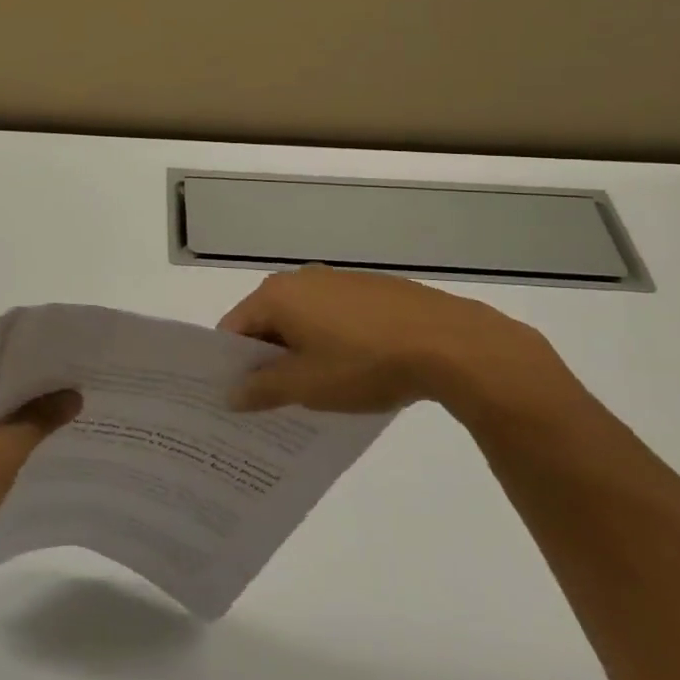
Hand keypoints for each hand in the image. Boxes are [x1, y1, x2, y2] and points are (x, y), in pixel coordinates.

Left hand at [0, 368, 80, 568]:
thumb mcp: (5, 452)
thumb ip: (40, 419)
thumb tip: (73, 394)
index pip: (16, 371)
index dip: (49, 379)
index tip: (84, 384)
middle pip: (11, 392)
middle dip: (43, 402)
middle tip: (87, 405)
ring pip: (4, 416)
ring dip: (31, 424)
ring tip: (74, 426)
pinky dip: (15, 442)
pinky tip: (44, 452)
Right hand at [217, 267, 583, 425]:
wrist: (450, 344)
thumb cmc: (364, 364)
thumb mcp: (307, 386)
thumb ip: (262, 389)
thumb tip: (229, 394)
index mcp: (276, 296)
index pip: (233, 329)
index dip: (230, 364)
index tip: (235, 397)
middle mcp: (301, 279)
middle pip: (266, 321)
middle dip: (265, 359)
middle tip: (269, 400)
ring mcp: (338, 281)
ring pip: (301, 319)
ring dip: (299, 351)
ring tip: (312, 390)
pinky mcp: (371, 290)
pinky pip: (333, 316)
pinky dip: (329, 341)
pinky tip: (351, 371)